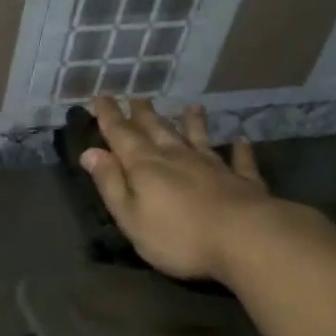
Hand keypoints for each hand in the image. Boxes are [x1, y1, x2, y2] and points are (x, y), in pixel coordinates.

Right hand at [78, 96, 278, 283]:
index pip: (121, 135)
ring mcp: (213, 166)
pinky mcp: (242, 181)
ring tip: (191, 107)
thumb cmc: (177, 235)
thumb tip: (90, 152)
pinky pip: (239, 160)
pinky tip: (241, 140)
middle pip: (157, 130)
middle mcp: (177, 157)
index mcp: (145, 166)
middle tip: (137, 97)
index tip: (101, 97)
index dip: (109, 116)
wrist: (245, 238)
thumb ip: (111, 183)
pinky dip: (239, 149)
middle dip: (144, 114)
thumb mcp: (130, 216)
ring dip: (192, 123)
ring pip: (198, 138)